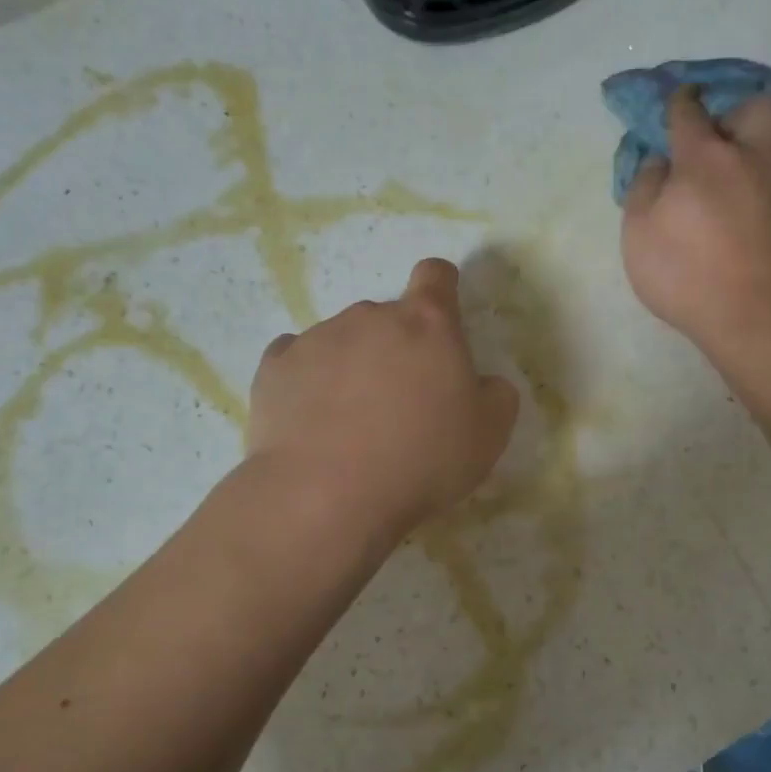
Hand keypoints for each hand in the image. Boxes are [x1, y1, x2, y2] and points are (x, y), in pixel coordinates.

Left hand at [246, 259, 519, 540]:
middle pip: (388, 318)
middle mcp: (370, 317)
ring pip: (342, 340)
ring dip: (352, 367)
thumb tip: (483, 383)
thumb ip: (496, 395)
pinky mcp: (275, 366)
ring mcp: (317, 338)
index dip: (442, 289)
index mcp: (427, 324)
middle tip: (400, 404)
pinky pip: (296, 361)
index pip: (436, 276)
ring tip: (349, 424)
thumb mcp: (489, 435)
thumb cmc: (421, 460)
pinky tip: (311, 420)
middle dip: (397, 348)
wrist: (326, 495)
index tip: (441, 321)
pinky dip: (308, 381)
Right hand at [620, 88, 770, 364]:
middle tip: (721, 141)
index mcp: (704, 157)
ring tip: (740, 184)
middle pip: (758, 106)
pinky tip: (758, 219)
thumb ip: (644, 188)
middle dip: (738, 113)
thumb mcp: (639, 235)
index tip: (676, 104)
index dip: (678, 103)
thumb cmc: (688, 275)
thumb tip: (658, 162)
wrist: (760, 316)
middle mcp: (753, 156)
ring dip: (758, 151)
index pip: (688, 112)